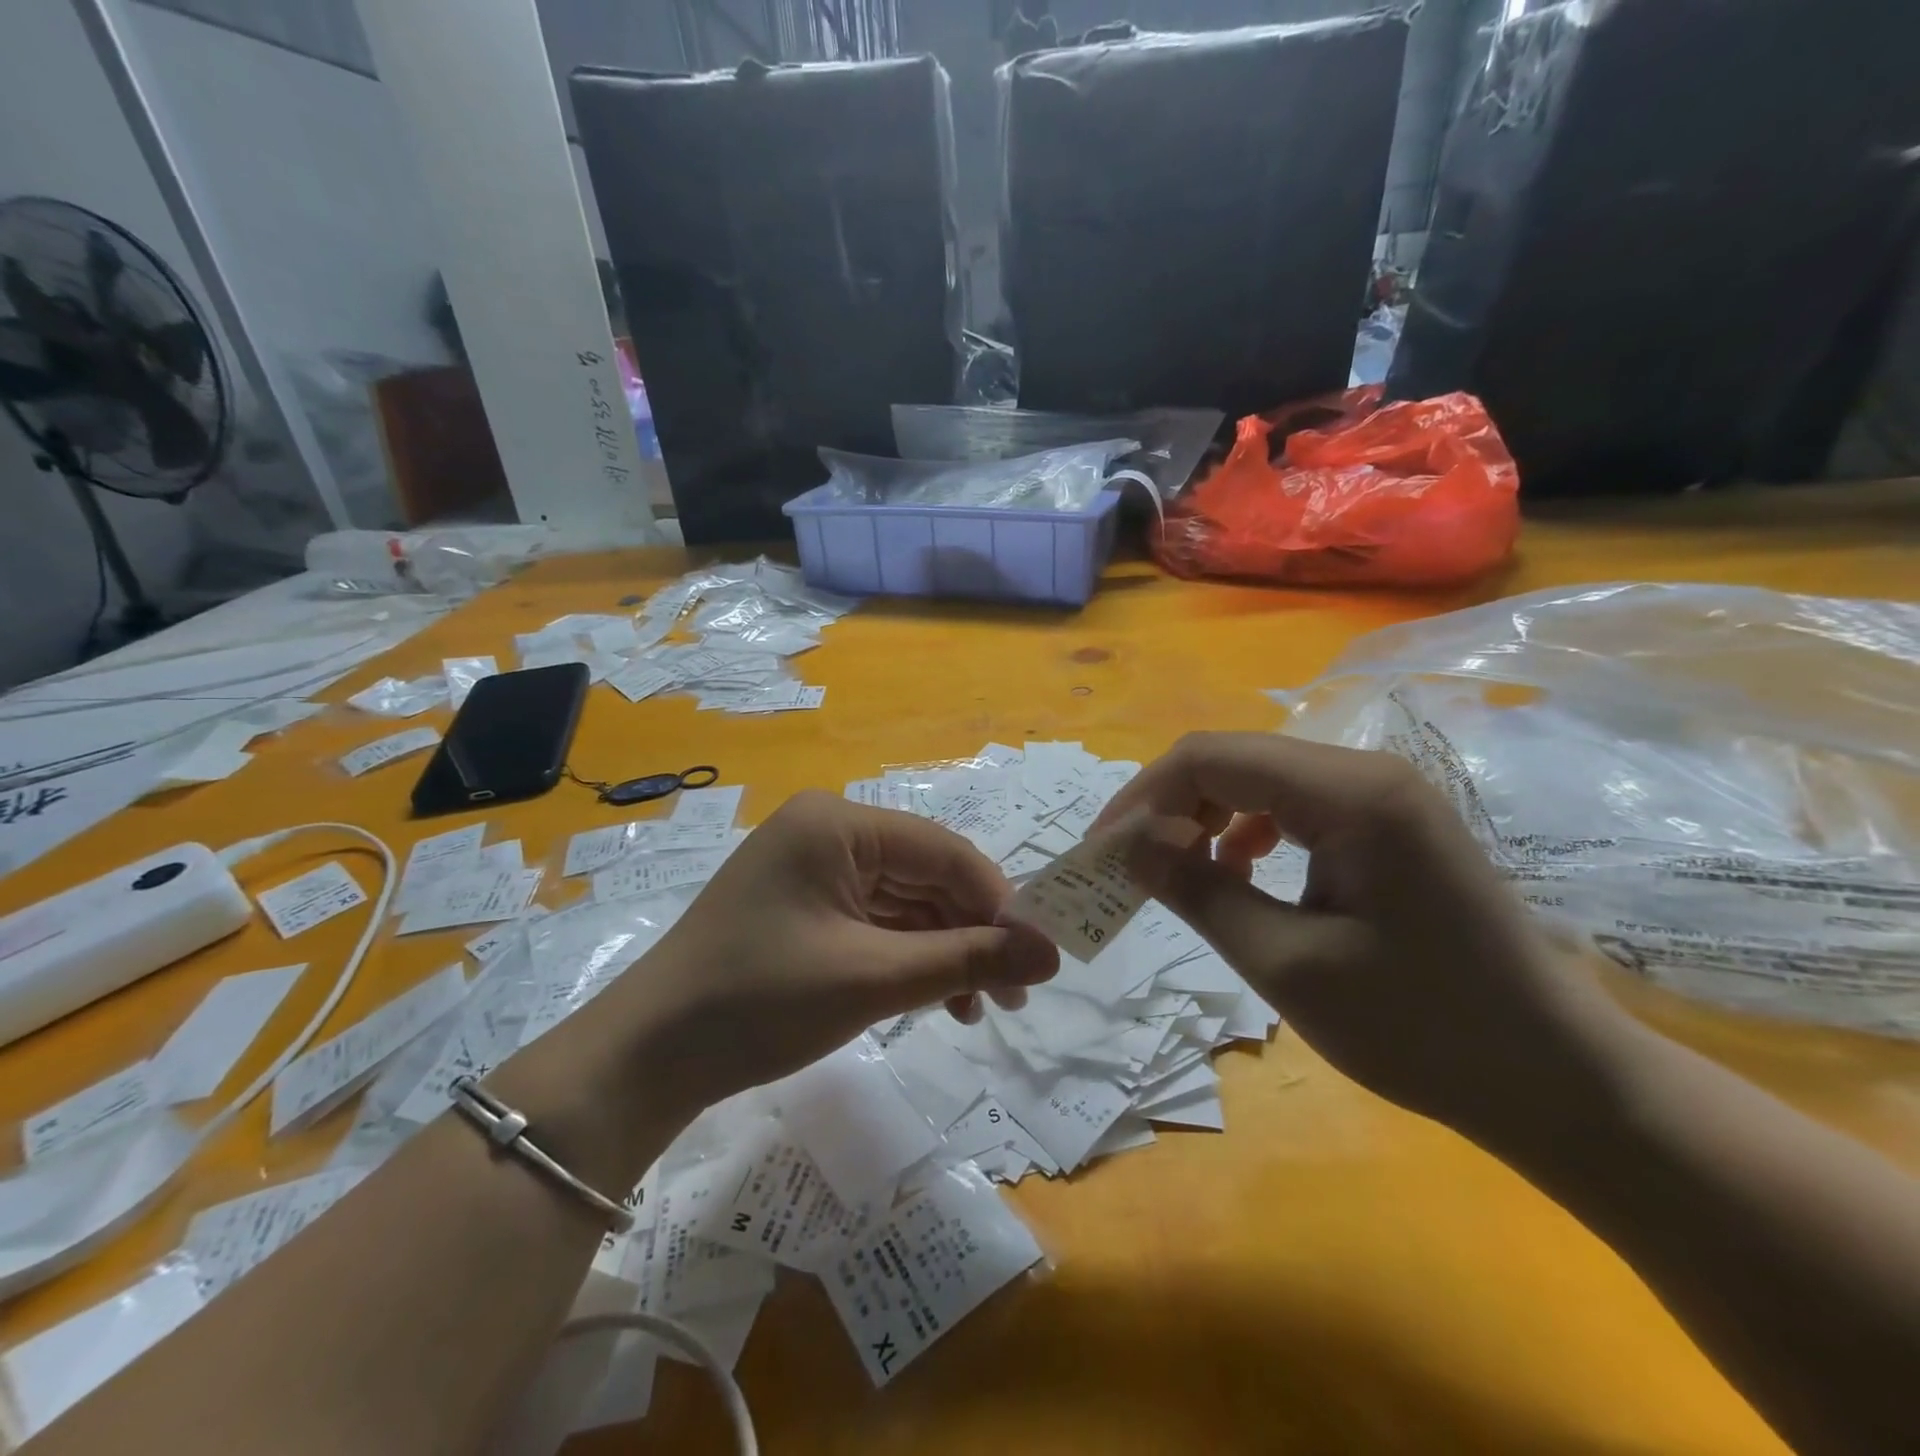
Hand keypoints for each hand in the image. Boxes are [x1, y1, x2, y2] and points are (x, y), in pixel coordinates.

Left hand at [606, 791, 1058, 1114]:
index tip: (1038, 956)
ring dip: (944, 951)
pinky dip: (908, 958)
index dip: (998, 901)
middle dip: (972, 933)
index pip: (942, 851)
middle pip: (925, 876)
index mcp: (837, 823)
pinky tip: (937, 1000)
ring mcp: (813, 869)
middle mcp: (827, 832)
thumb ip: (968, 958)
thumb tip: (1053, 954)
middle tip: (1014, 995)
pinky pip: (874, 922)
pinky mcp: (804, 906)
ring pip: (904, 903)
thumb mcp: (874, 977)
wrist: (648, 1057)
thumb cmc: (761, 1001)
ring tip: (980, 1008)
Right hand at [1095, 732, 1634, 1145]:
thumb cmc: (1422, 1030)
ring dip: (1204, 815)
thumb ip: (1198, 891)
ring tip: (1177, 870)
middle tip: (1128, 865)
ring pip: (1259, 777)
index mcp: (1350, 794)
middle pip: (1233, 759)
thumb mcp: (1286, 964)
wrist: (1558, 1080)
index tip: (1099, 851)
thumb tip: (1124, 844)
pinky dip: (1247, 830)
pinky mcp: (1390, 823)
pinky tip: (1240, 871)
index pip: (1212, 759)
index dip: (1143, 798)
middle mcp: (1367, 771)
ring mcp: (1384, 794)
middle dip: (1168, 806)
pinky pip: (1294, 803)